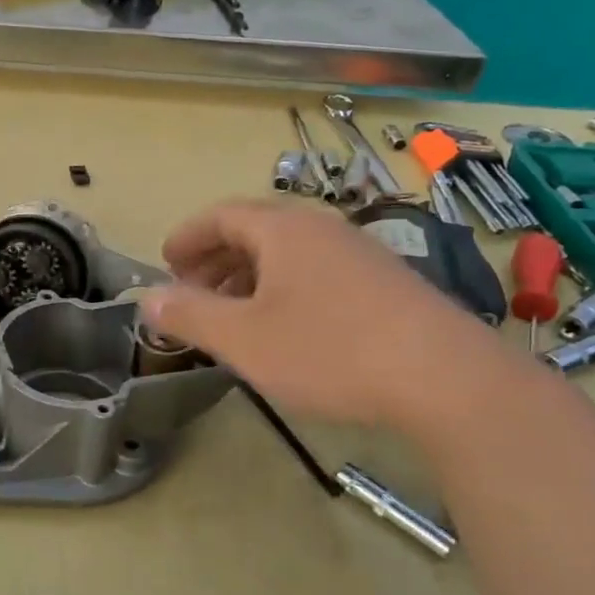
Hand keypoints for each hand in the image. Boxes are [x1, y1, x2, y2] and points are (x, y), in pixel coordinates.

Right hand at [140, 199, 508, 438]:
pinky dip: (284, 288)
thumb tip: (146, 298)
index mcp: (283, 229)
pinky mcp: (386, 283)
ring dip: (248, 276)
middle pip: (254, 230)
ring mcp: (359, 253)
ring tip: (232, 313)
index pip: (221, 215)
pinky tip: (286, 327)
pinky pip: (317, 272)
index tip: (166, 262)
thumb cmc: (329, 350)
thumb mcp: (243, 338)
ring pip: (288, 253)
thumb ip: (190, 315)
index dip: (188, 236)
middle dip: (214, 258)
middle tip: (191, 291)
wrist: (447, 379)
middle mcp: (321, 229)